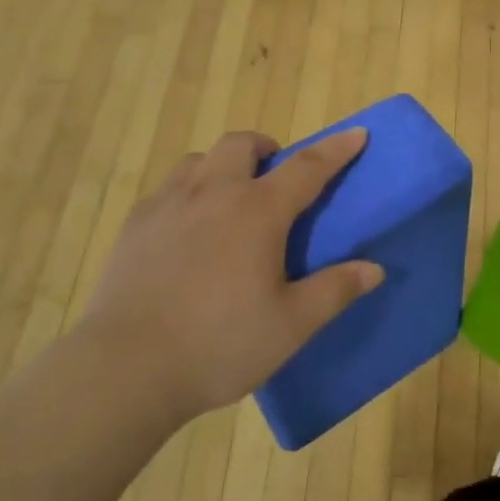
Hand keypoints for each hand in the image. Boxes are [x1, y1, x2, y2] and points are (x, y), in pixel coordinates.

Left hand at [79, 127, 383, 420]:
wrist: (126, 367)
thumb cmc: (219, 344)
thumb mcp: (290, 325)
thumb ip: (334, 291)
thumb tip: (373, 268)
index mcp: (257, 211)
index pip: (307, 167)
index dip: (336, 149)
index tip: (357, 133)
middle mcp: (213, 193)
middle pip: (241, 145)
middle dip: (265, 149)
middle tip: (275, 177)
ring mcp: (168, 205)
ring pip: (200, 161)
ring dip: (223, 167)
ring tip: (229, 201)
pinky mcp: (135, 225)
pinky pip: (168, 189)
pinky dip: (189, 193)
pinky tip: (187, 232)